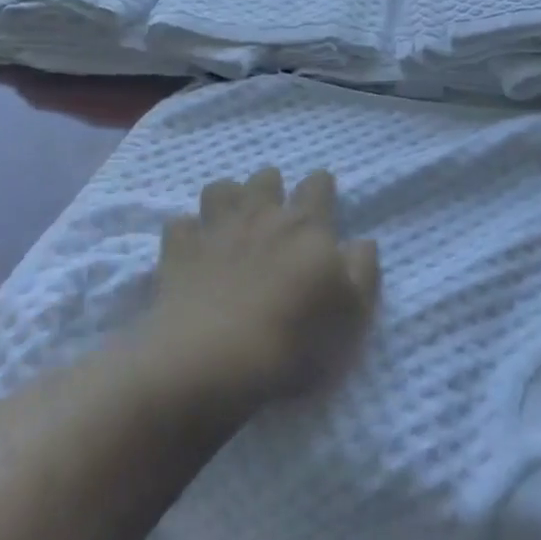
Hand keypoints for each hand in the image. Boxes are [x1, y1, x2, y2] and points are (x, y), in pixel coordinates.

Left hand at [141, 167, 380, 411]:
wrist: (214, 359)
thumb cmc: (295, 340)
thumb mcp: (352, 314)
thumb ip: (362, 272)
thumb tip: (362, 241)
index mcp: (306, 227)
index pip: (317, 187)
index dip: (321, 185)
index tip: (323, 190)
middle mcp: (259, 216)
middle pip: (265, 180)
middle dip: (272, 185)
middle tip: (275, 204)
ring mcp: (214, 230)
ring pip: (219, 189)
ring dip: (228, 195)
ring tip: (232, 215)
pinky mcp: (177, 250)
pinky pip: (179, 224)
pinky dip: (187, 230)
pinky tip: (191, 244)